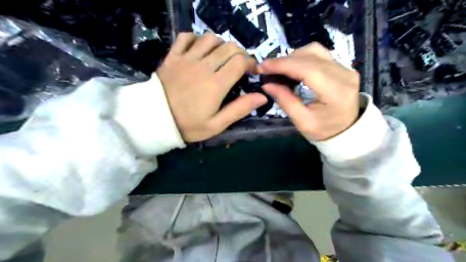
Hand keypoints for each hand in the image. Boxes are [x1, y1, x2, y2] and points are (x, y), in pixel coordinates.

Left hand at [157, 33, 267, 142]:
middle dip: (239, 54)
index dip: (250, 63)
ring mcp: (187, 59)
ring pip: (210, 38)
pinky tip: (199, 49)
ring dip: (221, 45)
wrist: (155, 120)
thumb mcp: (217, 124)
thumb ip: (240, 109)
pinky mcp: (173, 56)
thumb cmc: (188, 125)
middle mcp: (204, 66)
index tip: (251, 72)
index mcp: (216, 84)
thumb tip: (262, 96)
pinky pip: (186, 37)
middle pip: (229, 47)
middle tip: (238, 66)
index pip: (240, 62)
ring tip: (221, 57)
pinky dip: (196, 39)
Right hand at [260, 43, 357, 140]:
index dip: (283, 65)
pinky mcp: (342, 66)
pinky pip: (319, 54)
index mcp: (336, 91)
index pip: (307, 69)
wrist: (346, 130)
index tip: (263, 67)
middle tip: (266, 69)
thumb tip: (266, 84)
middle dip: (284, 60)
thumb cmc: (323, 130)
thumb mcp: (302, 121)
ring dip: (293, 57)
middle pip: (310, 56)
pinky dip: (301, 58)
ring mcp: (345, 68)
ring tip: (279, 69)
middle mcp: (344, 74)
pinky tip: (292, 68)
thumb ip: (285, 101)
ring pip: (314, 51)